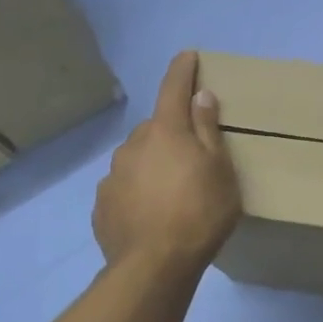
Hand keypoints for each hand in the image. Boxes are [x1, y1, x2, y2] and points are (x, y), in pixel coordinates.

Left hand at [93, 51, 241, 273]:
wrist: (154, 265)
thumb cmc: (199, 213)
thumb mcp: (220, 170)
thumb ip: (208, 130)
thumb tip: (201, 96)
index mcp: (165, 131)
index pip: (173, 88)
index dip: (182, 70)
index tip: (188, 56)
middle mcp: (133, 145)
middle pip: (155, 127)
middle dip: (171, 132)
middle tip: (192, 155)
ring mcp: (113, 175)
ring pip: (137, 158)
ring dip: (153, 164)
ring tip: (172, 192)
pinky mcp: (102, 204)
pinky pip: (125, 187)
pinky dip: (138, 191)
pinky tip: (152, 213)